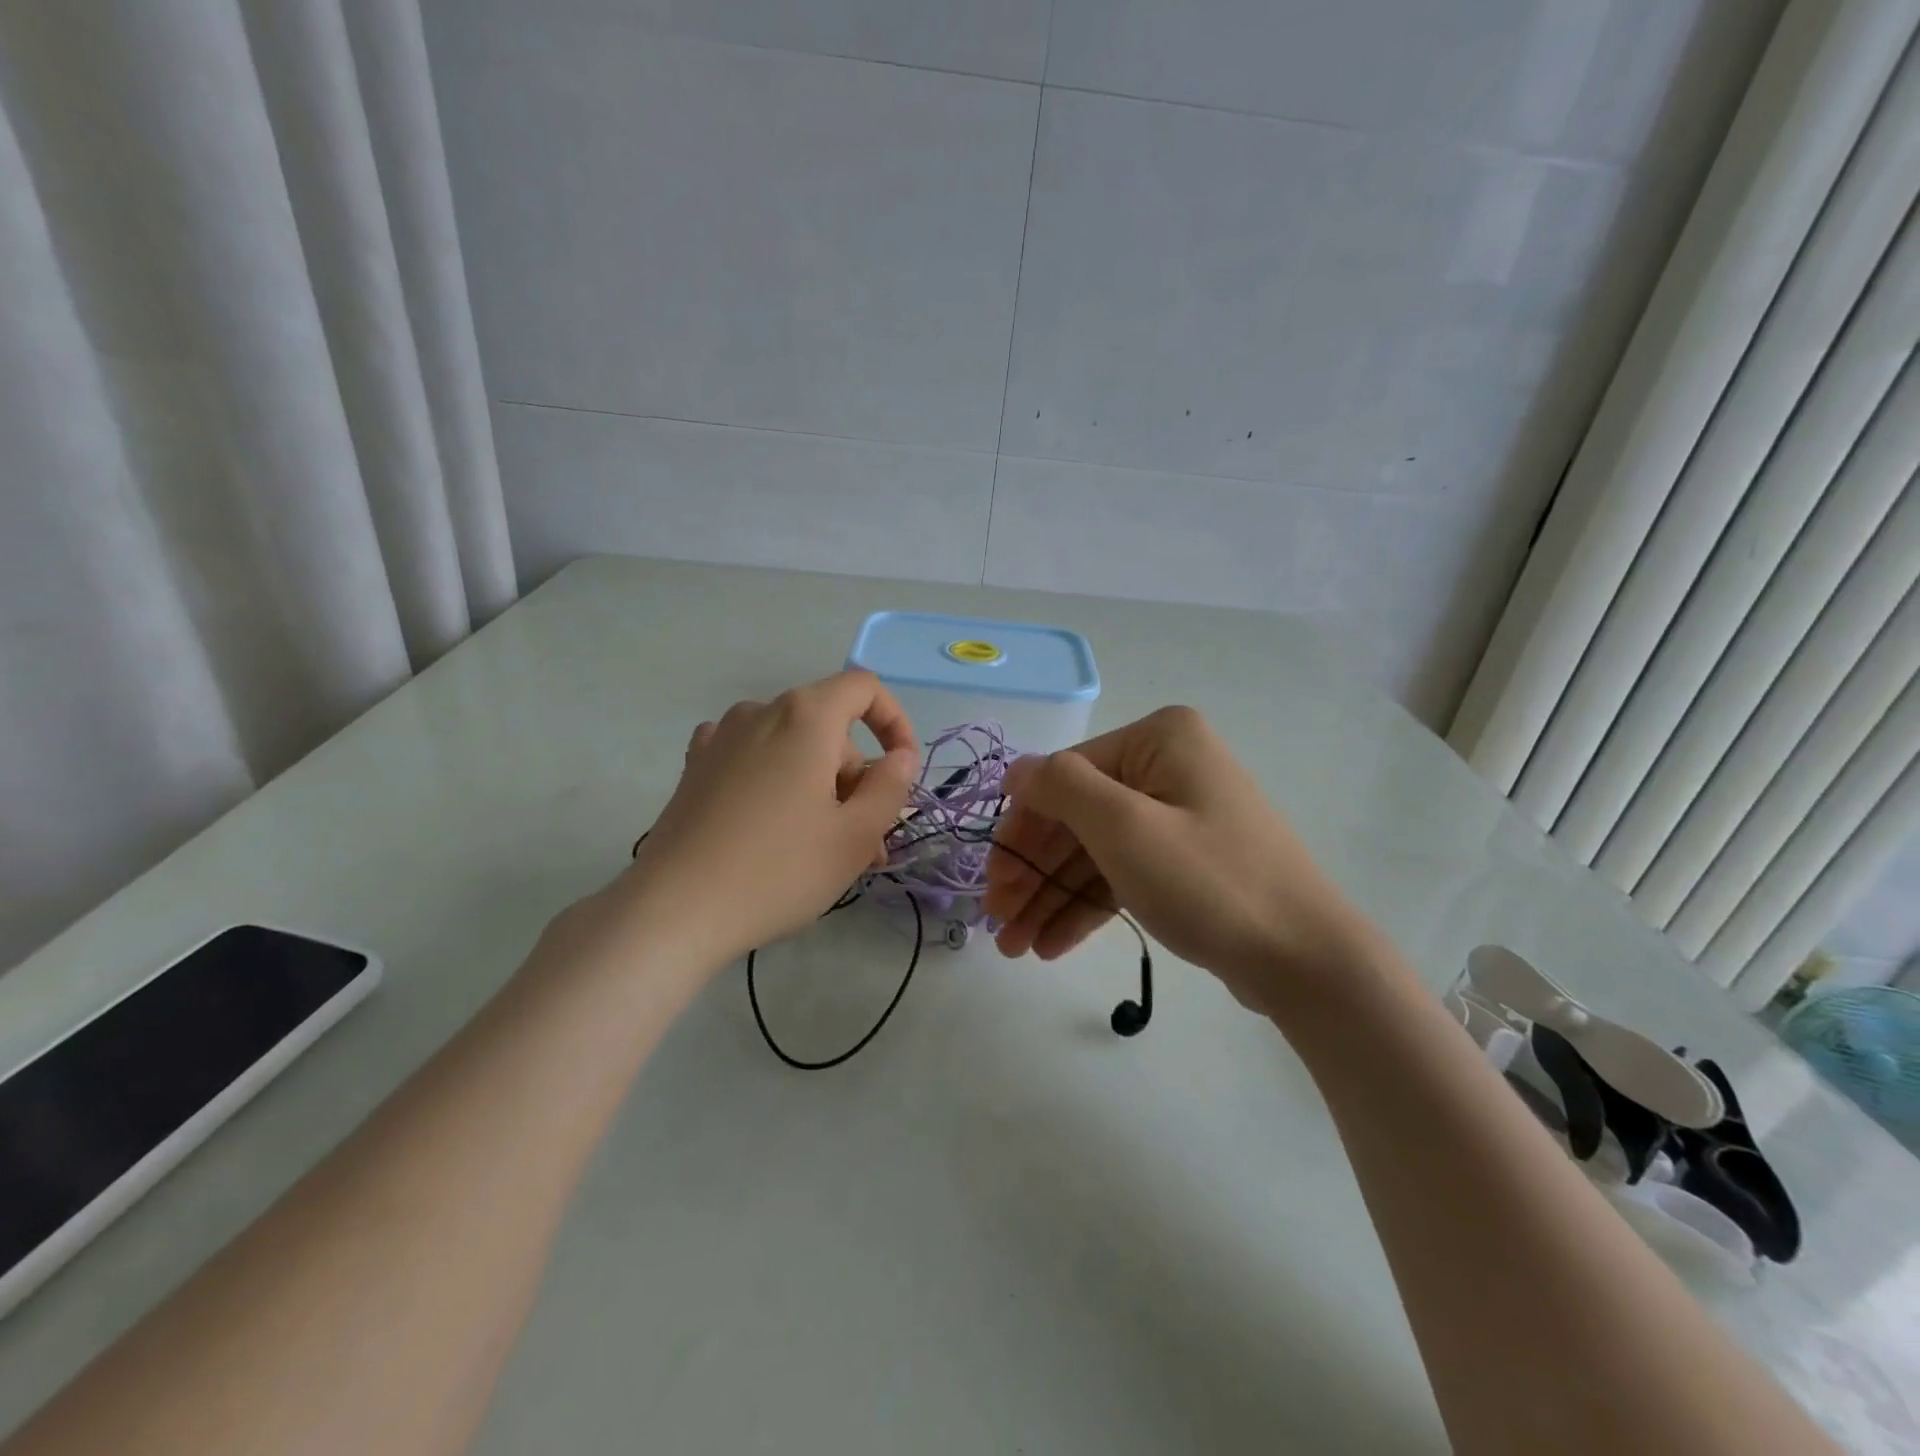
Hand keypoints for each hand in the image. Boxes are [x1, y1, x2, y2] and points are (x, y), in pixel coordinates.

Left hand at [595, 671, 919, 968]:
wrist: (675, 909)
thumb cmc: (779, 869)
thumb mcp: (856, 836)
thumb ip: (891, 786)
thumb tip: (900, 756)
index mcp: (805, 716)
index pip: (864, 688)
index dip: (894, 721)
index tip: (900, 770)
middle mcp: (761, 711)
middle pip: (829, 727)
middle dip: (855, 777)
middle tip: (865, 842)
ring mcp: (721, 737)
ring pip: (792, 748)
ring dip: (819, 786)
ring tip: (822, 847)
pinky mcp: (695, 767)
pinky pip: (754, 759)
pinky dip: (777, 782)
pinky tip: (771, 823)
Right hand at [982, 706, 1370, 1015]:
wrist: (1307, 960)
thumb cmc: (1209, 881)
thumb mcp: (1124, 828)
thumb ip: (1061, 788)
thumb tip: (1017, 769)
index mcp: (1158, 740)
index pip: (1066, 776)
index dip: (1021, 828)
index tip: (991, 881)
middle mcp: (1167, 767)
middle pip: (1078, 818)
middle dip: (1033, 873)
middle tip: (997, 923)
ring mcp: (1178, 816)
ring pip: (1095, 852)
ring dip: (1052, 897)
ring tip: (1016, 948)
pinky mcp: (1185, 861)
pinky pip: (1122, 874)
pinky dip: (1087, 907)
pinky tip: (1051, 945)